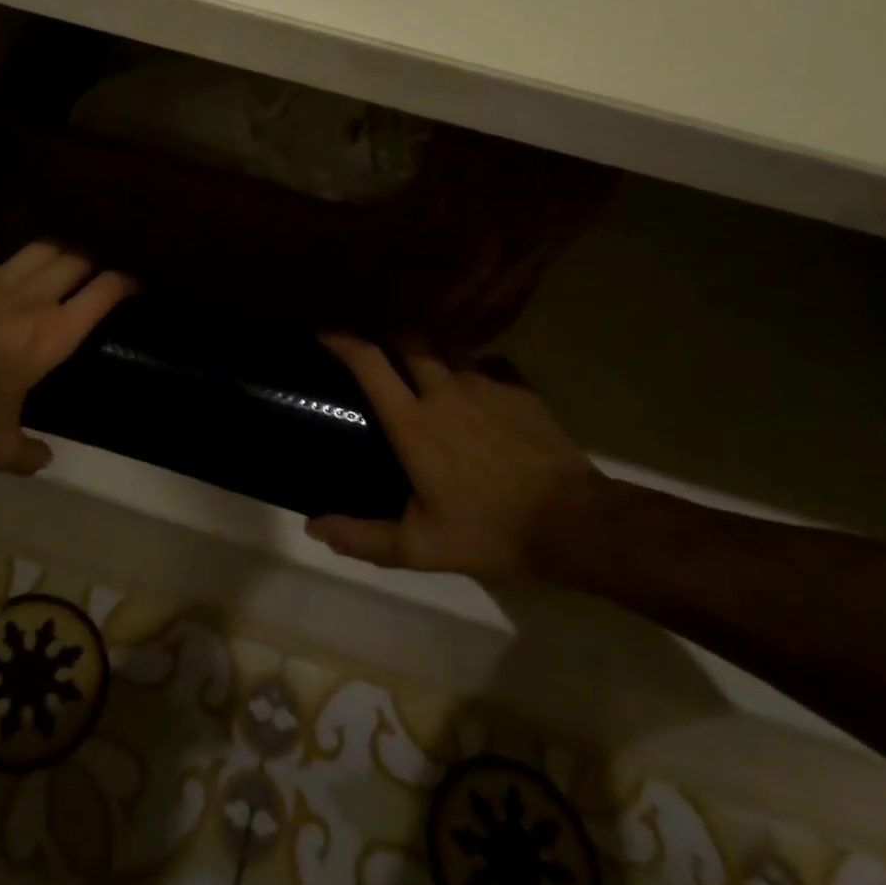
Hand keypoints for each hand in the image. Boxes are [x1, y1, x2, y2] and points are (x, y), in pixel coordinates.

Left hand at [0, 240, 134, 473]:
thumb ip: (23, 455)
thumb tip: (44, 461)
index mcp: (51, 334)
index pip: (103, 294)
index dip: (124, 284)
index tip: (133, 285)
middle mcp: (33, 297)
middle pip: (76, 261)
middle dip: (89, 264)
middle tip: (90, 275)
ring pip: (40, 247)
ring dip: (53, 251)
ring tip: (54, 262)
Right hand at [307, 334, 605, 578]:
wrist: (572, 522)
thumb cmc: (488, 531)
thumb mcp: (419, 547)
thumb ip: (362, 537)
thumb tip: (313, 527)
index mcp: (413, 422)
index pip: (369, 363)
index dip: (342, 342)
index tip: (325, 337)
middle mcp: (444, 391)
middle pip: (408, 338)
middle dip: (388, 337)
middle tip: (380, 354)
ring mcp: (486, 383)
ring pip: (448, 345)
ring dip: (430, 348)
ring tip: (426, 365)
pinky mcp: (519, 388)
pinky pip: (489, 363)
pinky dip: (475, 368)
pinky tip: (478, 389)